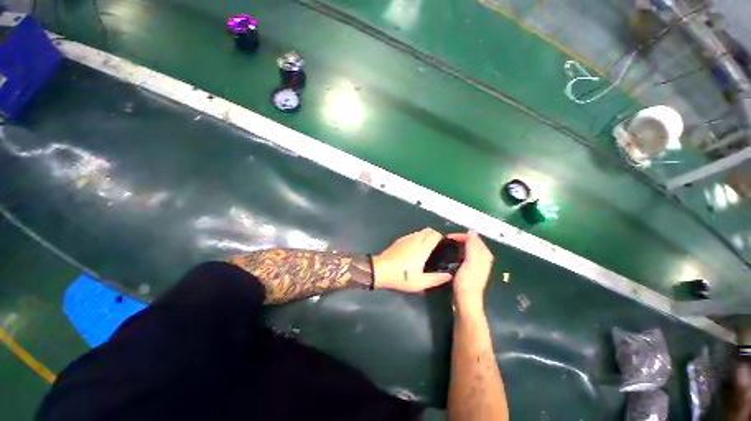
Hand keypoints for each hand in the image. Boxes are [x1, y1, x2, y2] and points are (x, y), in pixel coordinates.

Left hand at [373, 228, 452, 291]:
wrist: (380, 270)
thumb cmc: (401, 276)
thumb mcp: (420, 283)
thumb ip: (436, 279)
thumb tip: (448, 275)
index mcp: (422, 248)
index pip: (435, 234)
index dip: (442, 238)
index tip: (445, 246)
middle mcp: (415, 239)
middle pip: (429, 230)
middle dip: (435, 236)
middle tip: (438, 248)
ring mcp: (406, 238)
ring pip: (420, 232)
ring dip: (426, 236)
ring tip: (428, 249)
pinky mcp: (399, 240)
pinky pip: (413, 235)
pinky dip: (418, 238)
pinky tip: (416, 250)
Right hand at [447, 231, 493, 310]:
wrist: (466, 300)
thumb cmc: (467, 281)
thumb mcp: (470, 262)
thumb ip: (472, 246)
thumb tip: (471, 231)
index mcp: (484, 255)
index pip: (474, 239)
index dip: (462, 236)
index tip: (449, 237)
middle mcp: (484, 259)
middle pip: (474, 243)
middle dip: (462, 239)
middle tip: (448, 239)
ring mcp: (478, 265)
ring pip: (471, 249)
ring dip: (462, 244)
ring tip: (450, 244)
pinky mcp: (472, 270)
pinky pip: (468, 255)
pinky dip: (462, 251)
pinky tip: (455, 254)